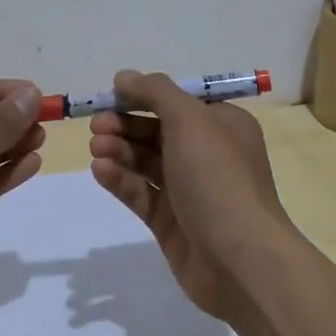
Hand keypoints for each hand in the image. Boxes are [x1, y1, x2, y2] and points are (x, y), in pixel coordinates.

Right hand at [87, 69, 296, 321]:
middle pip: (157, 130)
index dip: (141, 96)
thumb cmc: (218, 177)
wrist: (240, 259)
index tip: (109, 96)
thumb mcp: (190, 120)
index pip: (177, 101)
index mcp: (222, 124)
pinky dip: (120, 180)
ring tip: (96, 148)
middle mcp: (208, 154)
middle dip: (125, 125)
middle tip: (96, 126)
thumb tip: (124, 77)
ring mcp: (189, 191)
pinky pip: (141, 193)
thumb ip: (155, 92)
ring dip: (119, 150)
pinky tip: (100, 171)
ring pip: (146, 162)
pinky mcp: (171, 222)